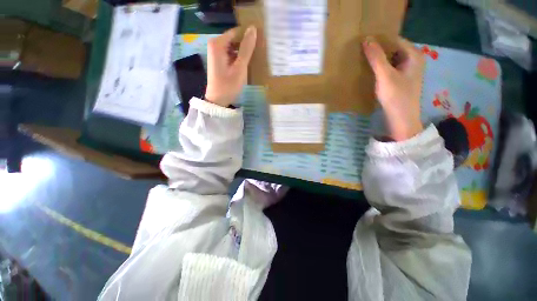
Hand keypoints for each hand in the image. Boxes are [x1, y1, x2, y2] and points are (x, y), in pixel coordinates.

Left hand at [205, 26, 256, 106]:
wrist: (218, 100)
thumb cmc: (228, 85)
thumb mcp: (239, 67)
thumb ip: (246, 48)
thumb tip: (253, 29)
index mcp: (218, 43)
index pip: (237, 32)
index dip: (249, 36)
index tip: (261, 42)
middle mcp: (215, 44)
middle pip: (234, 39)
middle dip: (246, 44)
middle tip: (259, 51)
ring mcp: (216, 53)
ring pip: (234, 47)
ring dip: (244, 52)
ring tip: (256, 57)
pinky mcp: (219, 60)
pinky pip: (231, 54)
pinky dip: (239, 57)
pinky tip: (247, 63)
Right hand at [363, 36, 424, 140]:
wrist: (402, 119)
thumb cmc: (396, 96)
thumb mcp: (385, 76)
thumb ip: (377, 58)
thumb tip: (366, 40)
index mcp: (414, 55)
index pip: (395, 40)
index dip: (381, 40)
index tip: (365, 42)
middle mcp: (413, 60)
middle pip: (394, 49)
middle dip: (379, 50)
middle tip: (362, 51)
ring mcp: (408, 71)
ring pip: (391, 60)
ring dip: (379, 60)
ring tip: (364, 60)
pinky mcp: (402, 80)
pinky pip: (390, 69)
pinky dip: (381, 68)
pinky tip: (371, 72)